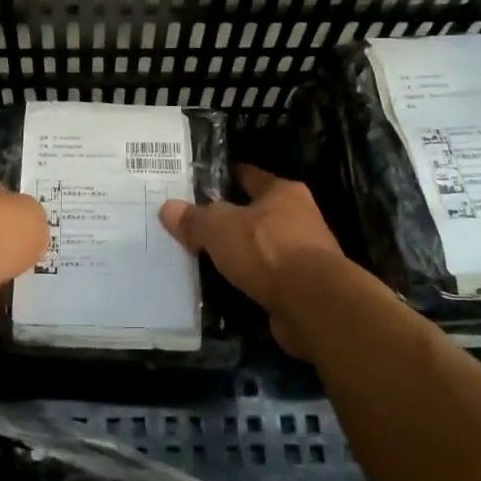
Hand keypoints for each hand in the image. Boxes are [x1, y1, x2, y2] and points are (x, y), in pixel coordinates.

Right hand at [159, 166, 343, 357]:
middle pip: (258, 211)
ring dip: (244, 252)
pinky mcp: (306, 287)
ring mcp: (306, 253)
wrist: (314, 303)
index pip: (249, 176)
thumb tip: (167, 208)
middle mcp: (300, 217)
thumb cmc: (267, 250)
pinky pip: (270, 276)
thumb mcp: (218, 228)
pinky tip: (232, 285)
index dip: (226, 177)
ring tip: (210, 257)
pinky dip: (253, 279)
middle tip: (198, 223)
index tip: (203, 182)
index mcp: (283, 192)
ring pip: (265, 246)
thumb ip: (194, 219)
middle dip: (232, 217)